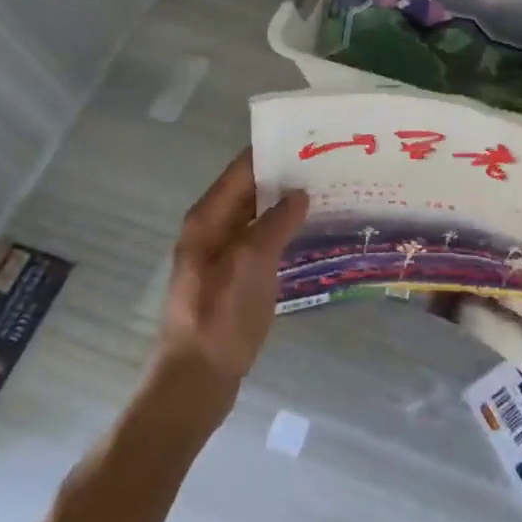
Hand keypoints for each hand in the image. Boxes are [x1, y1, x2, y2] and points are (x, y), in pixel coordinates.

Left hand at [155, 150, 308, 391]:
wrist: (195, 383)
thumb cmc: (221, 317)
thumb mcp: (253, 262)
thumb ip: (277, 222)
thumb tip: (299, 194)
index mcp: (207, 218)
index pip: (243, 168)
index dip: (273, 151)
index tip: (309, 139)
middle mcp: (210, 229)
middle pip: (249, 189)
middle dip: (284, 176)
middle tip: (326, 165)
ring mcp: (219, 255)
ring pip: (256, 216)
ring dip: (285, 204)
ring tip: (325, 193)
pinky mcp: (231, 278)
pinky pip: (259, 241)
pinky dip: (281, 231)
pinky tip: (308, 233)